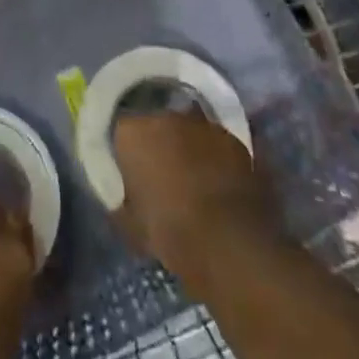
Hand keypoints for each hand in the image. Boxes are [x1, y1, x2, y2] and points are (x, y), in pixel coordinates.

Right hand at [112, 111, 272, 294]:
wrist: (228, 241)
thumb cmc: (168, 230)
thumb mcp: (130, 225)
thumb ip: (122, 204)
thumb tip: (122, 202)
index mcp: (133, 131)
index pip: (122, 132)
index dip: (128, 153)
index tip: (132, 174)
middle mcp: (166, 116)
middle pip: (159, 126)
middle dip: (161, 145)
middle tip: (163, 176)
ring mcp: (204, 126)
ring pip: (191, 133)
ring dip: (190, 149)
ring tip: (195, 181)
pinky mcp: (236, 141)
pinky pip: (218, 146)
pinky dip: (217, 160)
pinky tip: (219, 186)